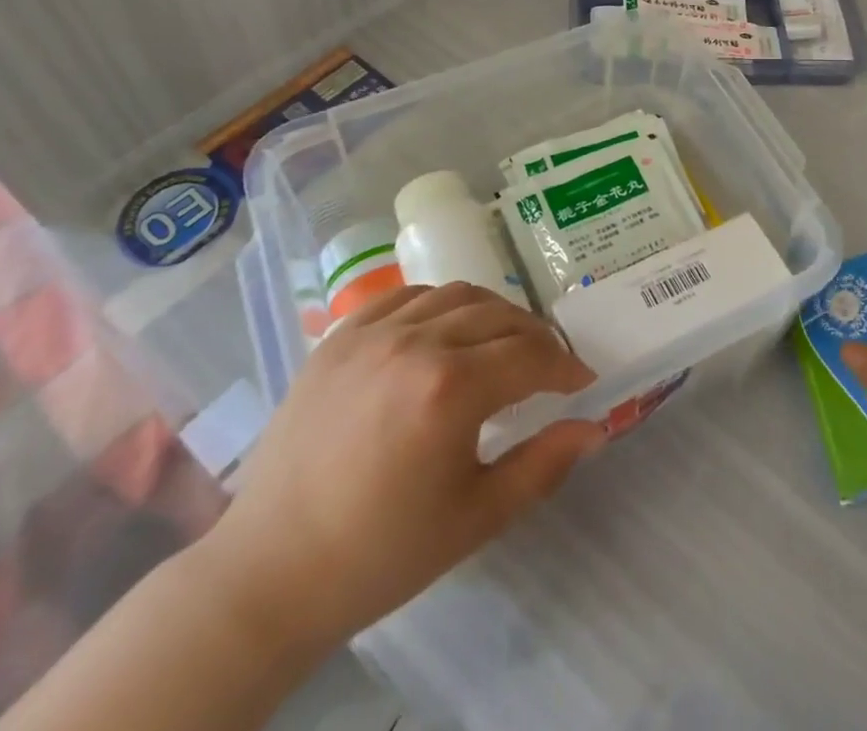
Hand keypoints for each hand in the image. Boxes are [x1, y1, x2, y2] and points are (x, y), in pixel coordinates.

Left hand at [198, 283, 603, 655]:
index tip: (582, 383)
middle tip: (549, 367)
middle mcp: (415, 342)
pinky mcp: (340, 336)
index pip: (531, 355)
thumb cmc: (381, 553)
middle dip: (536, 338)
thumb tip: (594, 428)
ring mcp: (372, 332)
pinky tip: (445, 331)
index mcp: (450, 388)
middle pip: (500, 316)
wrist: (273, 571)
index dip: (566, 367)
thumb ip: (543, 465)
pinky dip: (440, 304)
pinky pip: (406, 296)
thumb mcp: (476, 518)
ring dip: (493, 314)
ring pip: (457, 295)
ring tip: (502, 344)